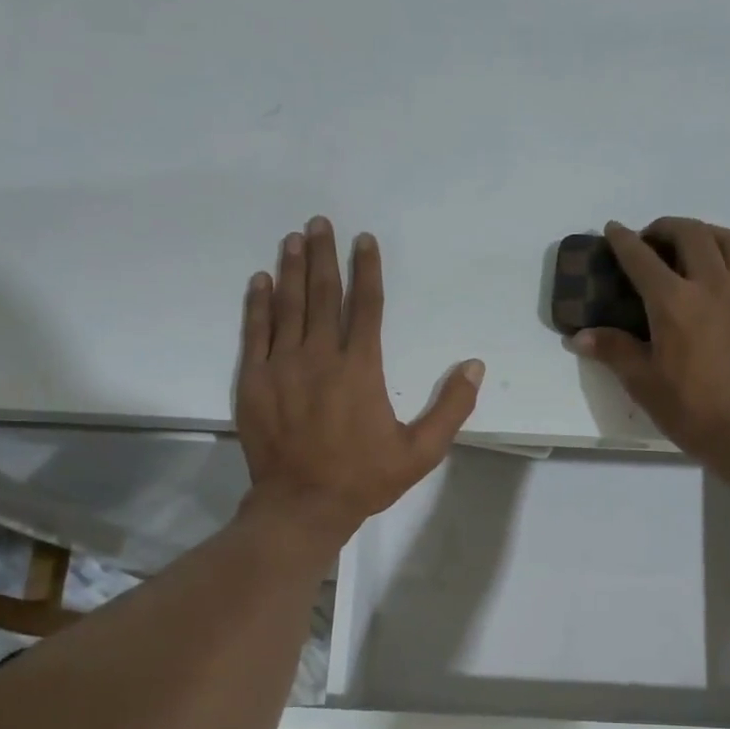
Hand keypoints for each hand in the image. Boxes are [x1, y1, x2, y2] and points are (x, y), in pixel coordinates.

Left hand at [236, 216, 482, 546]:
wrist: (302, 505)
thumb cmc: (364, 479)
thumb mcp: (421, 452)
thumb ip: (451, 407)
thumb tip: (475, 366)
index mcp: (360, 369)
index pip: (366, 307)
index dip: (367, 270)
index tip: (364, 241)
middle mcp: (320, 357)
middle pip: (323, 295)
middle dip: (324, 256)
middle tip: (320, 223)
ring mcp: (282, 367)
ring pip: (288, 306)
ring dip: (292, 269)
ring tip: (294, 239)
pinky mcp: (254, 381)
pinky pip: (256, 332)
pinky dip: (258, 304)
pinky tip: (261, 281)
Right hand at [571, 217, 729, 490]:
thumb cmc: (696, 411)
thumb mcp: (645, 385)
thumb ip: (614, 351)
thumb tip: (580, 336)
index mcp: (674, 303)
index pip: (642, 259)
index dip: (623, 241)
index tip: (613, 229)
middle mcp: (713, 285)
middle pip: (690, 234)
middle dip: (665, 228)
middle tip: (652, 240)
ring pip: (729, 240)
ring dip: (705, 234)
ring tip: (692, 247)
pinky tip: (728, 279)